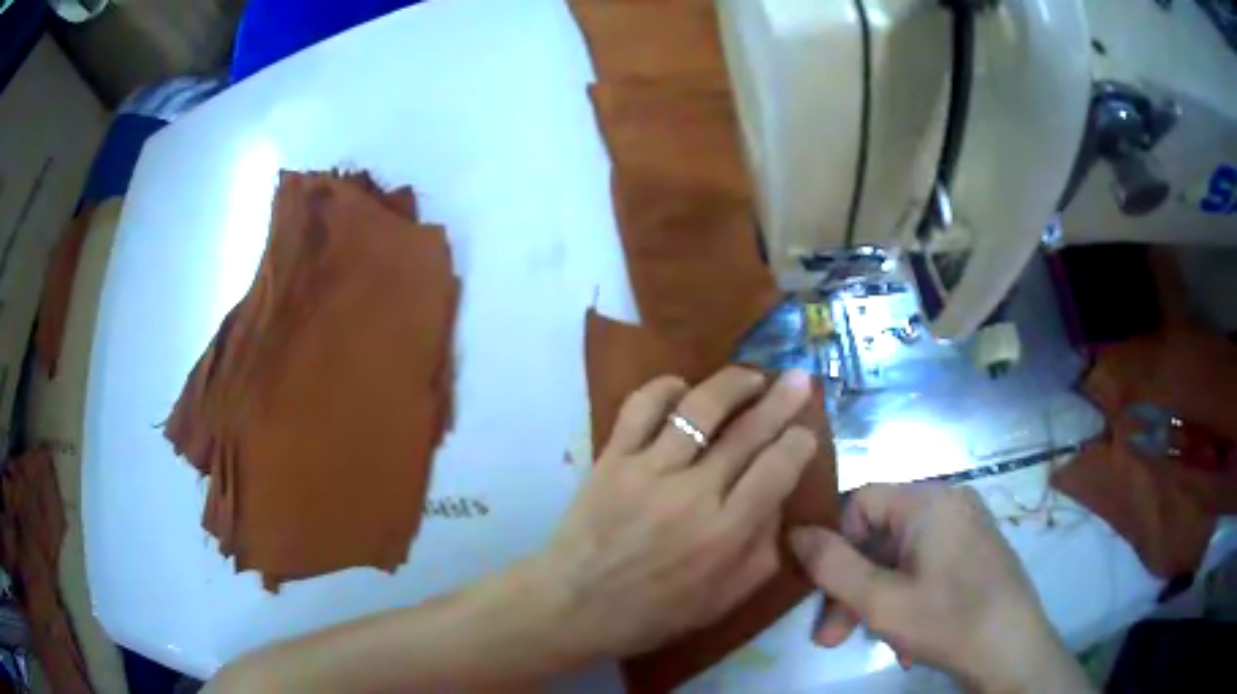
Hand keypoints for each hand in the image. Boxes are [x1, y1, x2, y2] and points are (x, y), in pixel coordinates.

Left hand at [538, 367, 816, 658]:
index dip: (799, 442)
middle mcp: (693, 494)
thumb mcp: (726, 598)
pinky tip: (684, 388)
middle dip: (781, 400)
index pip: (778, 469)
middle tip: (799, 379)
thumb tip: (778, 499)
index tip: (806, 431)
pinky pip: (642, 407)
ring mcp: (649, 470)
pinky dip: (666, 388)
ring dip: (733, 383)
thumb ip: (763, 550)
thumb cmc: (655, 611)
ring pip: (700, 407)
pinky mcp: (612, 458)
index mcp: (726, 534)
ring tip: (752, 376)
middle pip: (748, 431)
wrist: (576, 604)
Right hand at [791, 484, 1090, 693]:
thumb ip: (831, 565)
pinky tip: (907, 636)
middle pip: (881, 533)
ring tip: (872, 641)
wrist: (1014, 649)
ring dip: (878, 598)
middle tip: (832, 636)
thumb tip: (795, 531)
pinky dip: (907, 595)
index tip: (821, 595)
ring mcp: (967, 524)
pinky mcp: (976, 548)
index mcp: (928, 499)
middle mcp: (949, 500)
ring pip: (901, 554)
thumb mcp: (879, 600)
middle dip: (852, 586)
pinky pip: (926, 563)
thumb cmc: (947, 621)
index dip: (834, 546)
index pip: (859, 501)